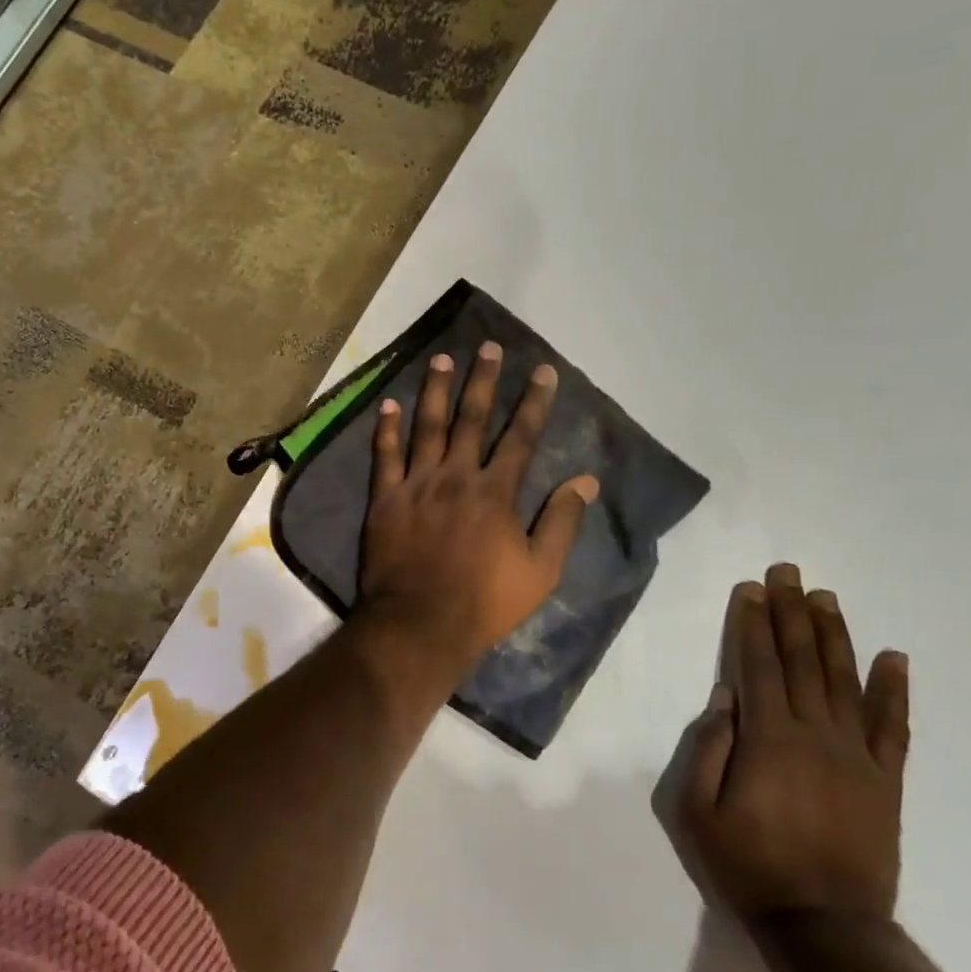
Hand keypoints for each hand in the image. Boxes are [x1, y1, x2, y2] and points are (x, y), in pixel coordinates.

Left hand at [358, 342, 598, 676]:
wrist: (420, 624)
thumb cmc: (485, 602)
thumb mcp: (540, 571)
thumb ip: (562, 522)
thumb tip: (586, 481)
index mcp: (495, 492)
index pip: (520, 437)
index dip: (534, 402)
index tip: (543, 371)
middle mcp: (456, 477)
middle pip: (472, 419)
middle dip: (483, 381)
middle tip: (488, 347)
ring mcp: (417, 485)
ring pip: (427, 427)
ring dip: (436, 391)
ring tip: (442, 360)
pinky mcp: (385, 499)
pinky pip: (384, 456)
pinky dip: (386, 429)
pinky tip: (389, 404)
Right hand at [659, 564, 909, 925]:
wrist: (826, 927)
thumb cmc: (748, 866)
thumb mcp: (696, 812)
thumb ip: (707, 749)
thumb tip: (724, 697)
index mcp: (768, 739)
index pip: (757, 665)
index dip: (752, 623)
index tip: (751, 588)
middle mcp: (815, 734)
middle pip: (801, 660)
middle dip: (791, 612)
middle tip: (789, 572)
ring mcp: (857, 755)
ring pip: (844, 680)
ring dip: (834, 635)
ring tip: (826, 597)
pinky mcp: (885, 780)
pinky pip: (892, 726)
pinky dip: (894, 689)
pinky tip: (893, 656)